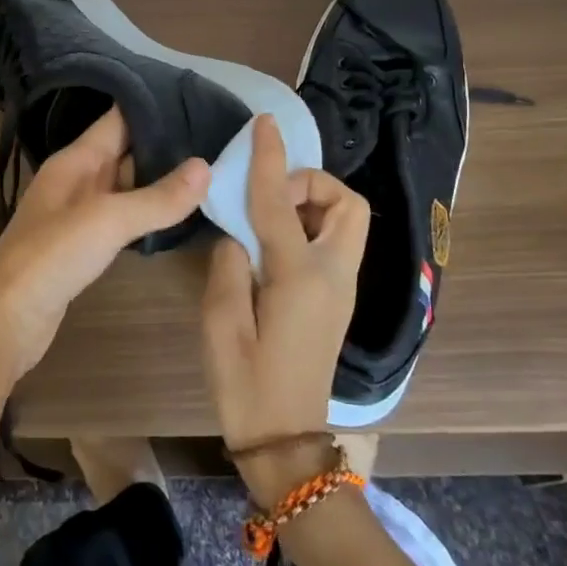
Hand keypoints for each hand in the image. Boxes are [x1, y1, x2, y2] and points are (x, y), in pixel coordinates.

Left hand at [0, 106, 208, 384]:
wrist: (8, 319)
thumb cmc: (51, 257)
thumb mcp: (107, 220)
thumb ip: (157, 197)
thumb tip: (207, 167)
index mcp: (75, 160)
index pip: (118, 119)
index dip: (154, 106)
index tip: (198, 99)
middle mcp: (76, 179)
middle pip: (125, 150)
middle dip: (165, 143)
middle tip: (217, 137)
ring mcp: (79, 213)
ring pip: (126, 185)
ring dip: (160, 179)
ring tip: (209, 169)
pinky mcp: (84, 244)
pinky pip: (123, 216)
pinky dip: (148, 211)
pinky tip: (179, 213)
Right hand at [199, 115, 369, 501]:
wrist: (285, 441)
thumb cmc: (245, 385)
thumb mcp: (219, 322)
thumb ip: (228, 264)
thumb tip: (239, 235)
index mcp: (299, 278)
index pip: (281, 203)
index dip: (271, 159)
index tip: (264, 123)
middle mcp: (333, 276)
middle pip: (346, 203)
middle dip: (311, 183)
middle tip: (269, 198)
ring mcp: (342, 289)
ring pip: (346, 221)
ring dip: (312, 204)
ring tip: (266, 222)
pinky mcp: (338, 300)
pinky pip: (334, 242)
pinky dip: (309, 226)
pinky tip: (273, 246)